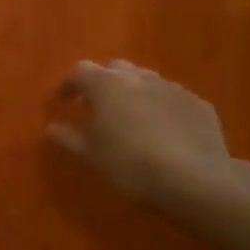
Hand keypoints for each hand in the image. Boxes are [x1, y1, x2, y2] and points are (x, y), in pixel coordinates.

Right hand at [47, 60, 242, 214]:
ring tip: (132, 117)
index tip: (64, 101)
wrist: (196, 180)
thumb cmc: (131, 165)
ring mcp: (172, 88)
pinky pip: (172, 98)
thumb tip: (51, 127)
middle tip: (98, 106)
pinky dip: (161, 107)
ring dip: (134, 92)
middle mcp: (138, 77)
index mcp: (106, 85)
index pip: (80, 71)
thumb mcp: (89, 157)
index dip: (70, 85)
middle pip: (115, 69)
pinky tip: (164, 130)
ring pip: (146, 80)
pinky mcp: (198, 104)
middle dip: (104, 83)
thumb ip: (66, 138)